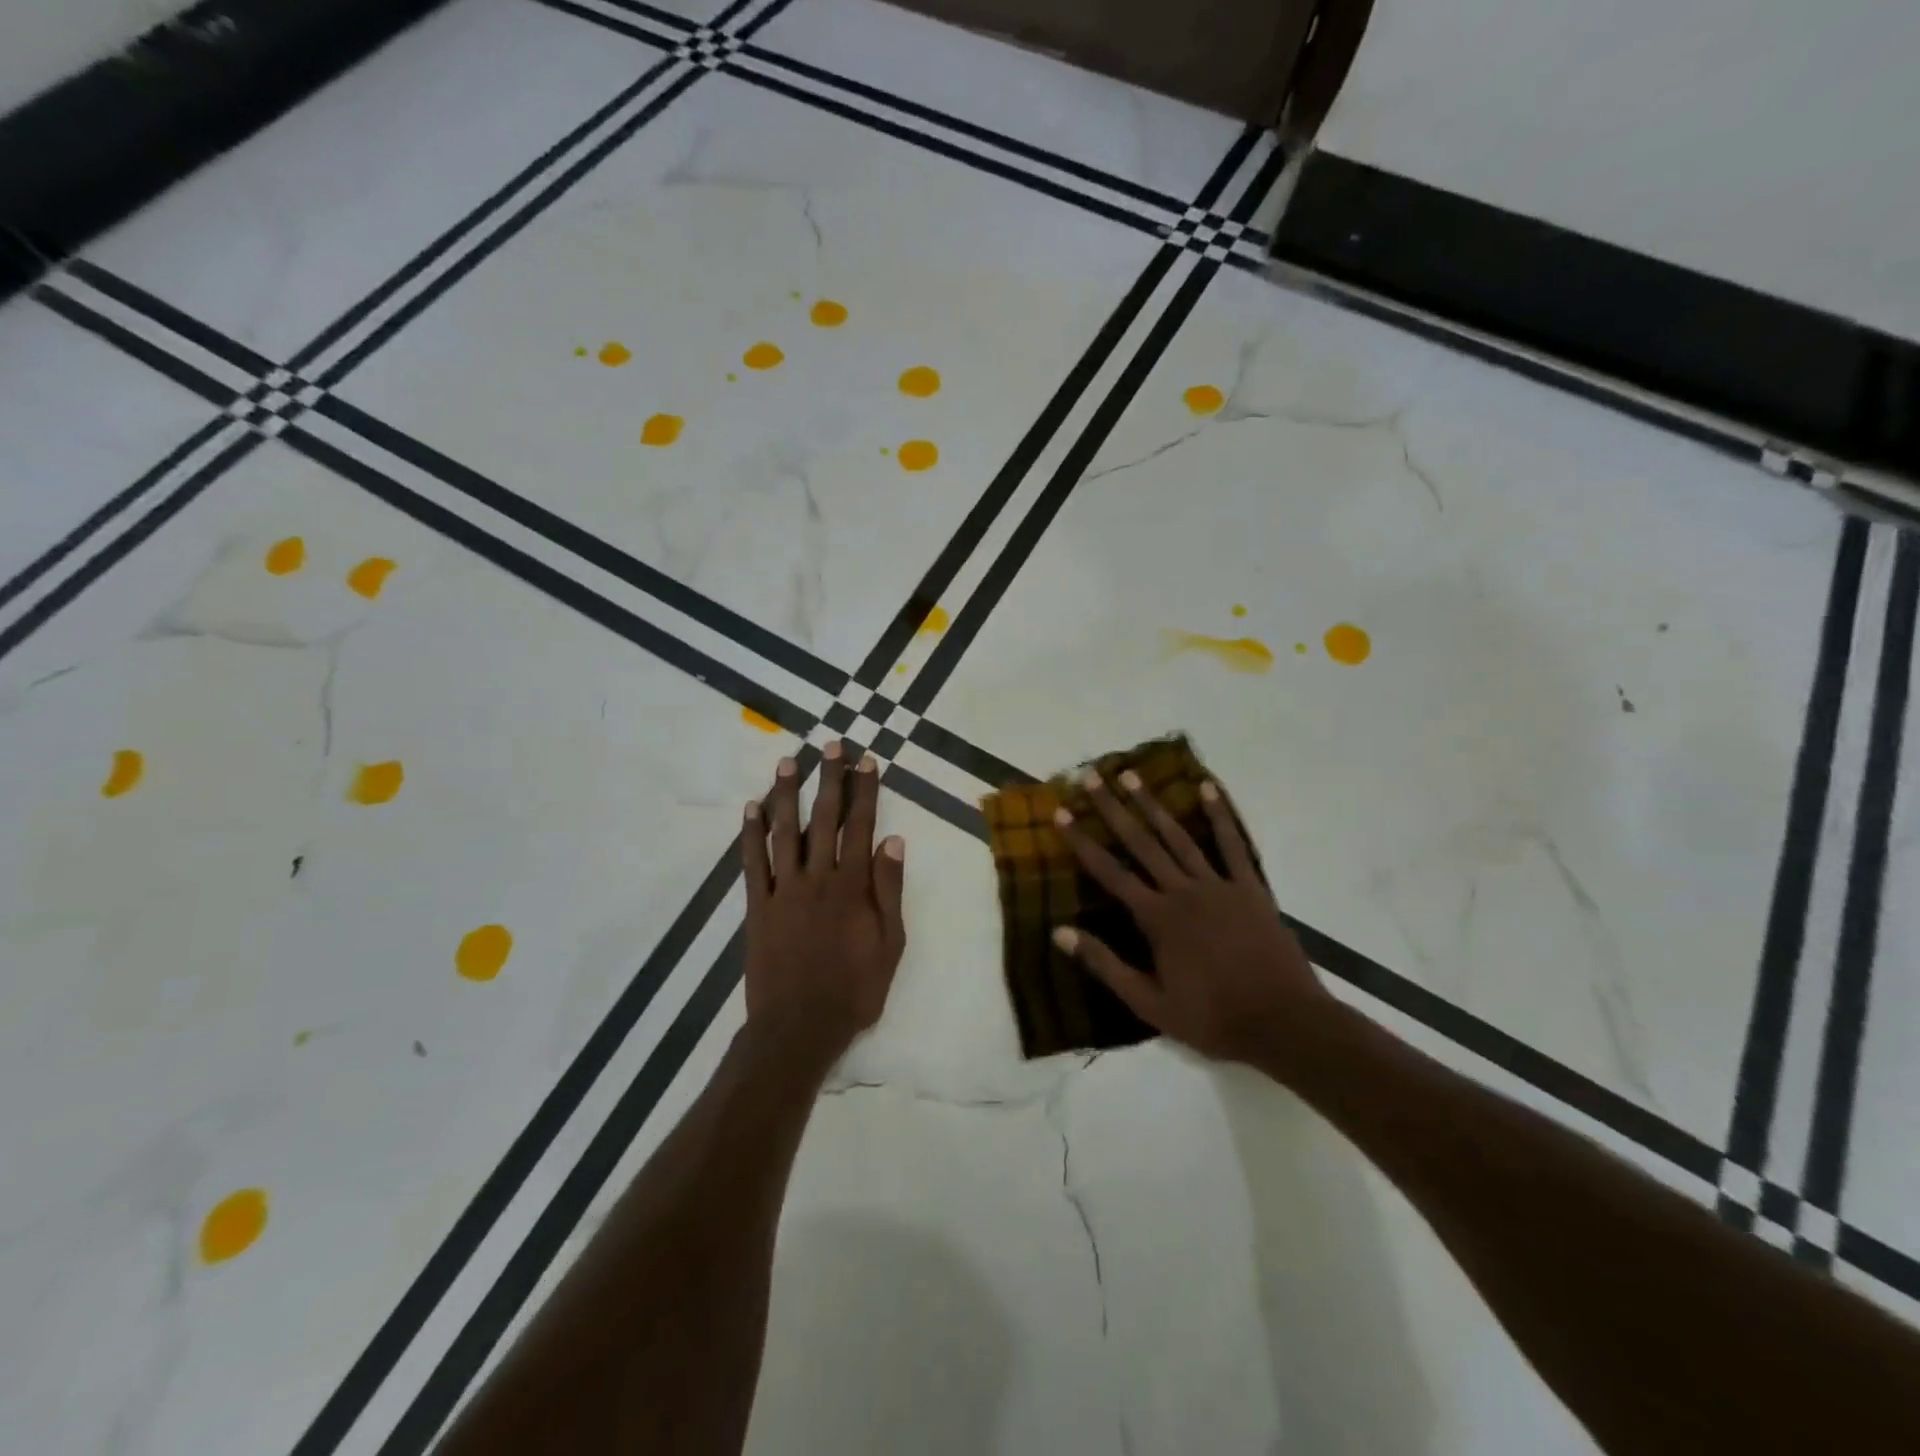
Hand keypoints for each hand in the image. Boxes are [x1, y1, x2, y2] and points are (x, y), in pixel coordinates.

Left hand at [741, 743, 906, 1063]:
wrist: (800, 1027)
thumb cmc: (855, 989)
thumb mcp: (891, 943)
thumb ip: (890, 889)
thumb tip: (893, 839)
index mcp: (853, 885)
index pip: (861, 826)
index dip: (865, 790)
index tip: (866, 760)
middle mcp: (818, 877)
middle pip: (825, 818)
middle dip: (829, 779)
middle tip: (830, 745)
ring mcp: (784, 890)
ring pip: (786, 831)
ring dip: (787, 794)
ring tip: (788, 762)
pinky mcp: (758, 906)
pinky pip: (753, 863)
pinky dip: (751, 834)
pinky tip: (751, 808)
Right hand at [1051, 769, 1330, 1066]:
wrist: (1284, 1023)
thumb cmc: (1212, 1018)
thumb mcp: (1149, 1004)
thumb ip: (1105, 965)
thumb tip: (1059, 932)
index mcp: (1157, 918)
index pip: (1110, 872)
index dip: (1082, 841)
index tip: (1061, 813)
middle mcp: (1183, 891)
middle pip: (1141, 842)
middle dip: (1113, 808)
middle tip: (1091, 775)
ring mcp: (1219, 885)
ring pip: (1178, 836)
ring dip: (1153, 804)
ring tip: (1132, 775)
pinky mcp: (1251, 888)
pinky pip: (1233, 846)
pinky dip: (1220, 816)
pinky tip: (1207, 789)